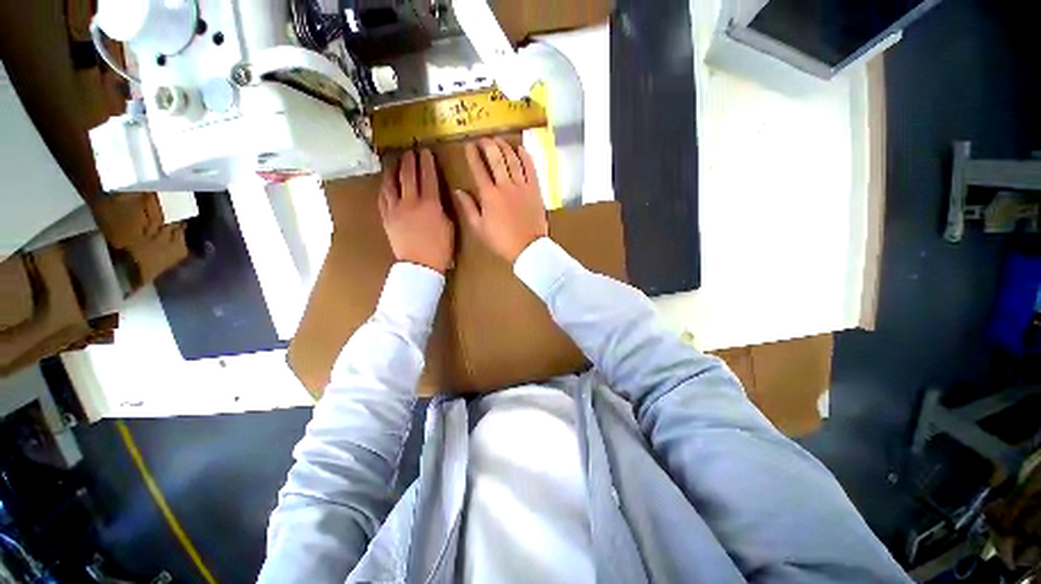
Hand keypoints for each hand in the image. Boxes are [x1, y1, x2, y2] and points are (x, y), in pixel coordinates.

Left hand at [379, 149, 453, 273]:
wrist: (420, 265)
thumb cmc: (440, 249)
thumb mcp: (449, 227)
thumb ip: (442, 209)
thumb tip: (437, 198)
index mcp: (430, 205)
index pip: (429, 177)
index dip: (427, 163)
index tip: (426, 152)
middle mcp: (411, 202)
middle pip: (409, 176)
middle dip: (410, 161)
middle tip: (410, 151)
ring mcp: (395, 209)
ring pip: (391, 184)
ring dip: (393, 170)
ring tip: (395, 163)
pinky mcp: (386, 218)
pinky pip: (383, 198)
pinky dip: (384, 188)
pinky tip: (386, 184)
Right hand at [454, 138, 547, 263]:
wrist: (528, 248)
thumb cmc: (502, 241)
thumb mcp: (479, 228)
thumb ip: (468, 208)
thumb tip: (458, 191)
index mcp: (489, 196)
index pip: (478, 169)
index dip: (473, 155)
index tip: (469, 145)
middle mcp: (505, 186)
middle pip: (496, 159)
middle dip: (488, 145)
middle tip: (483, 138)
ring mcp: (522, 187)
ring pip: (513, 160)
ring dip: (505, 147)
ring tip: (499, 139)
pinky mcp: (535, 190)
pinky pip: (531, 169)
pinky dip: (526, 157)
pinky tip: (521, 148)